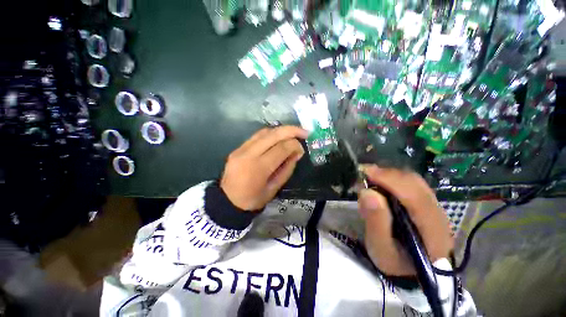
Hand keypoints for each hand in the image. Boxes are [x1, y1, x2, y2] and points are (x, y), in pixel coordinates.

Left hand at [220, 126, 307, 210]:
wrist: (227, 201)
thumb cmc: (253, 199)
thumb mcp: (274, 188)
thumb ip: (287, 169)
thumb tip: (296, 153)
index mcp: (259, 167)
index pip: (281, 148)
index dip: (295, 145)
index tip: (301, 150)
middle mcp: (249, 153)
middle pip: (274, 134)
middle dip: (292, 130)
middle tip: (305, 131)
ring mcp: (241, 149)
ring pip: (265, 132)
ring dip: (281, 130)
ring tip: (293, 134)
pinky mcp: (238, 148)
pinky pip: (257, 136)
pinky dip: (271, 134)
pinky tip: (278, 137)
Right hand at [357, 165, 453, 276]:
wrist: (411, 271)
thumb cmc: (395, 262)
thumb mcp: (381, 248)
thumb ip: (376, 221)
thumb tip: (367, 192)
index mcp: (432, 230)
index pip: (414, 196)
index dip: (390, 181)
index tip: (366, 173)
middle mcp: (438, 214)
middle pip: (415, 183)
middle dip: (387, 174)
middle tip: (364, 173)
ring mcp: (435, 207)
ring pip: (414, 181)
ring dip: (389, 175)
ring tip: (370, 178)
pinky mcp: (428, 204)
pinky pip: (411, 184)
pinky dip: (393, 179)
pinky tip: (380, 183)